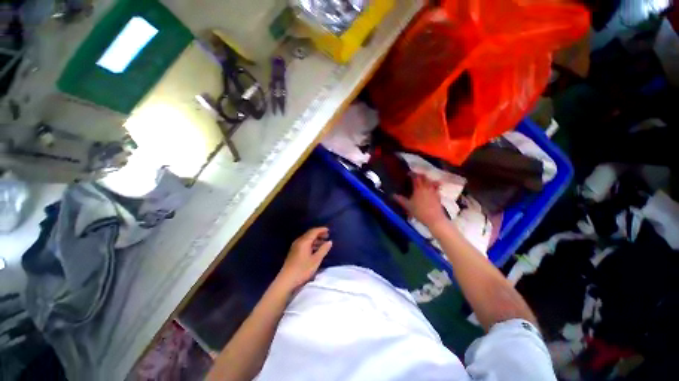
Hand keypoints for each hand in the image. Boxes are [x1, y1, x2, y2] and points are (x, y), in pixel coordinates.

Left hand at [276, 227, 332, 291]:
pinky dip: (311, 244)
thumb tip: (329, 241)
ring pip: (307, 239)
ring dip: (315, 240)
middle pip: (310, 234)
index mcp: (304, 241)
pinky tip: (316, 249)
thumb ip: (323, 249)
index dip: (321, 229)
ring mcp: (295, 246)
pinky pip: (304, 244)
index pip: (314, 231)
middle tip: (327, 236)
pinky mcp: (294, 252)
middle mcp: (299, 241)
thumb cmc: (302, 269)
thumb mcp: (316, 260)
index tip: (329, 230)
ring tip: (323, 243)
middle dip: (319, 234)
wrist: (286, 280)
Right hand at [394, 174, 447, 228]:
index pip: (415, 177)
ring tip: (423, 181)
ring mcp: (434, 191)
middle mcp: (427, 187)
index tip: (408, 174)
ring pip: (431, 181)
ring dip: (427, 179)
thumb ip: (400, 199)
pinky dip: (434, 185)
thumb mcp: (407, 206)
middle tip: (415, 176)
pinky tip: (431, 188)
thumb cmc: (419, 212)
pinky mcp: (438, 195)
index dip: (412, 174)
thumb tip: (392, 195)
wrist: (434, 219)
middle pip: (424, 177)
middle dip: (420, 175)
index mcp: (418, 188)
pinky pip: (436, 187)